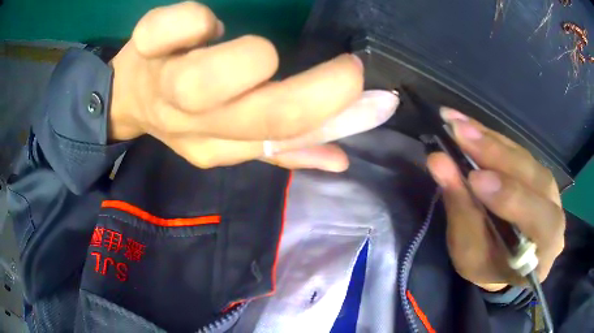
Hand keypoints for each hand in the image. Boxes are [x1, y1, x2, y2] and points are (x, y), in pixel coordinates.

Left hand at [109, 2, 398, 171]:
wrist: (128, 98)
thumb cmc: (181, 114)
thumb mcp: (229, 141)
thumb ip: (284, 149)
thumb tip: (341, 160)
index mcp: (216, 146)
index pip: (280, 137)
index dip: (329, 110)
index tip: (358, 84)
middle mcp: (190, 122)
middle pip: (257, 114)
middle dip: (317, 90)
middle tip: (345, 68)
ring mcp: (162, 82)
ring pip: (206, 79)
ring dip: (250, 59)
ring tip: (255, 51)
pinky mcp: (145, 46)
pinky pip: (170, 27)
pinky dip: (194, 21)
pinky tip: (202, 26)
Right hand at [427, 108, 564, 291]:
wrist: (506, 264)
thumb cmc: (489, 269)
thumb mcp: (470, 255)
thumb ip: (462, 212)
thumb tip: (439, 163)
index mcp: (546, 246)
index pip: (539, 218)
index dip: (510, 197)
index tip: (473, 179)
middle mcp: (554, 209)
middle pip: (532, 177)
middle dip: (495, 155)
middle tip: (458, 132)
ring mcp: (548, 187)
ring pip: (523, 157)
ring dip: (490, 139)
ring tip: (457, 123)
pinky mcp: (535, 170)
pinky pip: (516, 149)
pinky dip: (491, 137)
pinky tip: (469, 124)